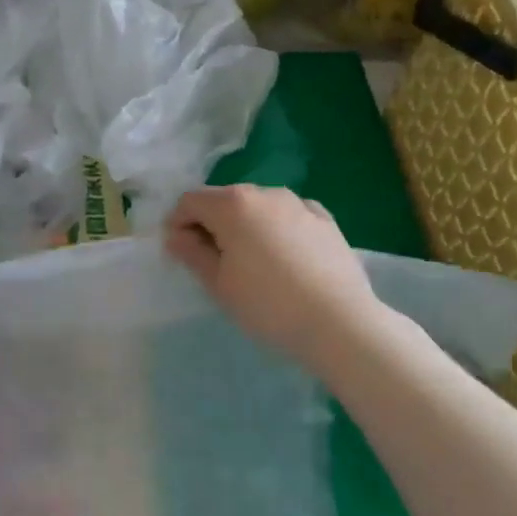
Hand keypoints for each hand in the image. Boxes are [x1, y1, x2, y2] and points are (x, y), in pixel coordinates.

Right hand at [165, 185, 383, 374]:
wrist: (340, 322)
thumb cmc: (267, 304)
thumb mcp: (218, 284)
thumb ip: (192, 253)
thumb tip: (176, 236)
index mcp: (233, 205)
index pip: (190, 201)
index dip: (177, 223)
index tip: (179, 253)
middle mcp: (265, 193)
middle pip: (224, 200)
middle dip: (210, 223)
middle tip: (211, 261)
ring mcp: (299, 203)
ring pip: (258, 206)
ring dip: (244, 225)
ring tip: (249, 262)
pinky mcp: (325, 219)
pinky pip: (288, 216)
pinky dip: (275, 228)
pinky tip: (282, 256)